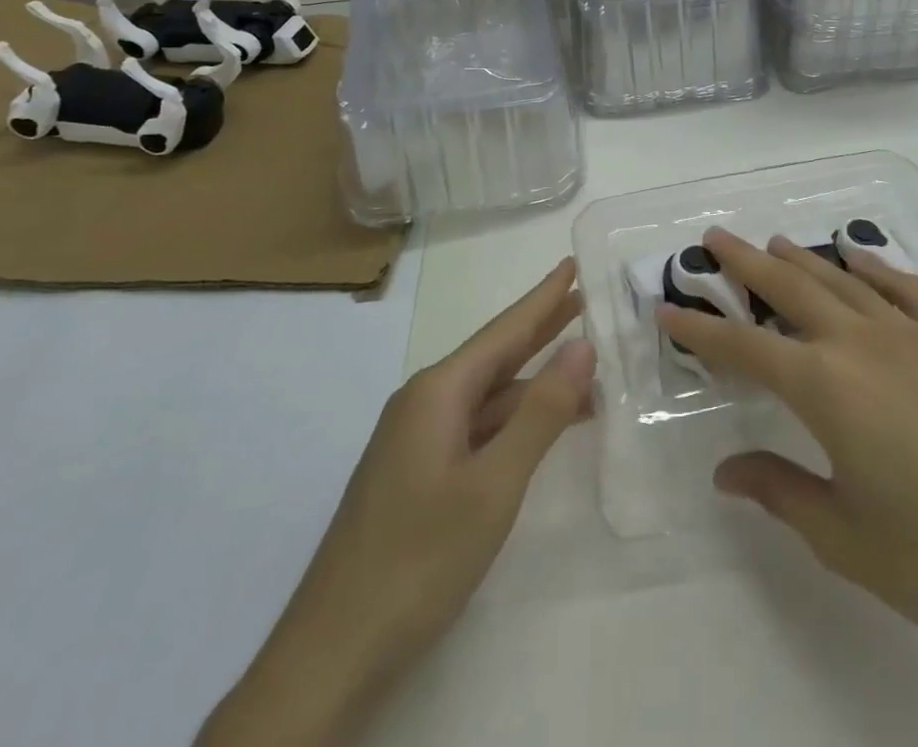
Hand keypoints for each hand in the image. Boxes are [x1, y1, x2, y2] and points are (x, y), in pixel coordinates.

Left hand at [199, 258, 594, 745]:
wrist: (331, 655)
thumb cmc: (418, 559)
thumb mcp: (494, 485)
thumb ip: (541, 413)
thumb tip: (582, 346)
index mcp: (438, 391)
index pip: (504, 330)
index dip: (543, 297)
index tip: (573, 262)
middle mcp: (424, 403)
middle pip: (496, 355)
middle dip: (541, 327)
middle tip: (585, 299)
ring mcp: (417, 440)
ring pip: (489, 396)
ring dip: (535, 382)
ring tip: (587, 368)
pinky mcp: (417, 474)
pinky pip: (477, 427)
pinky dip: (516, 420)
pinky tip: (543, 427)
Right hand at [659, 228, 917, 668]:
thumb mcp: (844, 537)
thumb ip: (780, 490)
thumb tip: (726, 471)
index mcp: (827, 388)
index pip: (745, 348)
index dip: (701, 329)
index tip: (667, 309)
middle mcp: (862, 343)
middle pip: (789, 288)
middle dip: (744, 264)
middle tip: (712, 239)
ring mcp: (913, 334)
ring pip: (841, 279)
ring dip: (800, 258)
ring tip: (770, 243)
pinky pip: (903, 287)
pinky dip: (872, 265)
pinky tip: (856, 257)